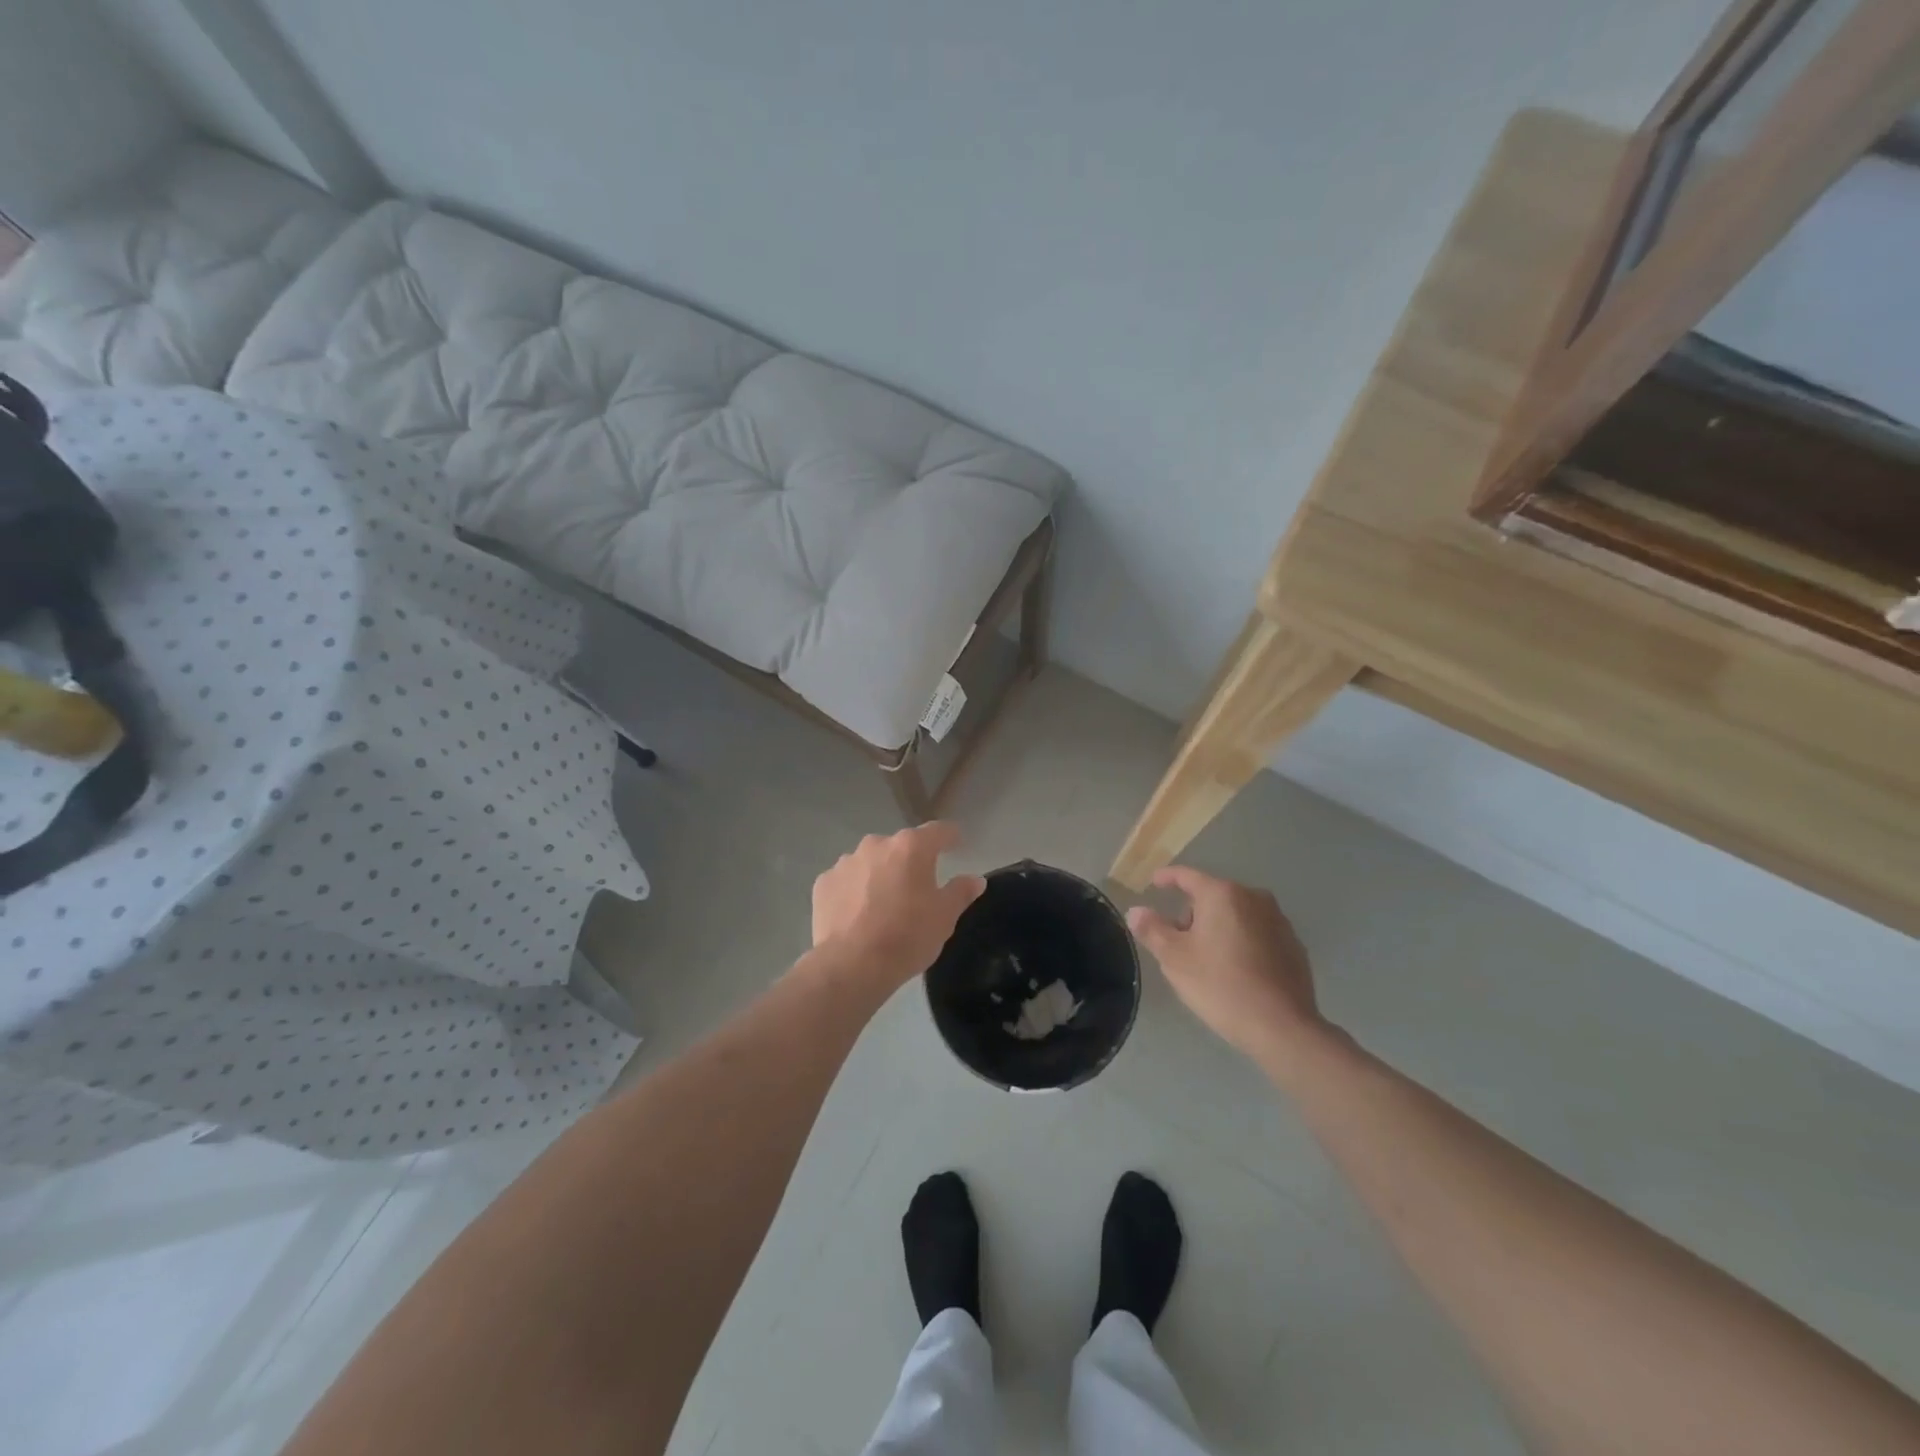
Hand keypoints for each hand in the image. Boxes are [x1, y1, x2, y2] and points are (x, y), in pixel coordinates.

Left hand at [810, 823, 986, 989]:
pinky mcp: (824, 883)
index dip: (950, 837)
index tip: (956, 844)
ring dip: (880, 875)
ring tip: (884, 905)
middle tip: (917, 888)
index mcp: (911, 847)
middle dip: (910, 862)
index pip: (938, 831)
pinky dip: (854, 891)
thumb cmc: (907, 936)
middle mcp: (877, 844)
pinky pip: (846, 881)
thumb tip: (975, 879)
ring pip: (871, 862)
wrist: (851, 965)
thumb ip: (960, 892)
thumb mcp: (944, 917)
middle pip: (901, 847)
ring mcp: (846, 862)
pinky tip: (858, 915)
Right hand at [1126, 866, 1326, 1064]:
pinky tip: (1236, 971)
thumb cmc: (1220, 985)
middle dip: (1193, 913)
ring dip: (1219, 928)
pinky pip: (1258, 933)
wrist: (1282, 1027)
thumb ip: (1152, 929)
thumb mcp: (1174, 958)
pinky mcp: (1294, 945)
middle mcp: (1253, 898)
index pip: (1187, 876)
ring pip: (1237, 915)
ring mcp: (1278, 921)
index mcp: (1222, 894)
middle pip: (1213, 896)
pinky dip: (1242, 942)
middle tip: (1179, 942)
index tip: (1154, 882)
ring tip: (1208, 960)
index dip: (1167, 877)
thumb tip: (1136, 911)